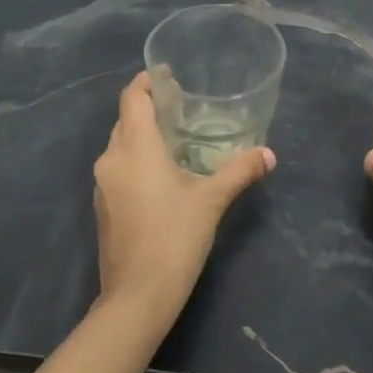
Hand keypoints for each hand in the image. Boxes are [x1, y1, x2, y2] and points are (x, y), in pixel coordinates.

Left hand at [93, 71, 274, 330]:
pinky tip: (163, 174)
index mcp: (134, 148)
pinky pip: (119, 169)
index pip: (131, 98)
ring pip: (121, 146)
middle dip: (150, 108)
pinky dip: (137, 160)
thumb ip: (240, 171)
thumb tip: (269, 154)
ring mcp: (103, 185)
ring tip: (178, 138)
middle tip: (184, 106)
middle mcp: (111, 159)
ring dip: (143, 136)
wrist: (137, 297)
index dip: (147, 81)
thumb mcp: (212, 200)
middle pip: (125, 119)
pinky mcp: (104, 207)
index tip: (169, 75)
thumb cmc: (174, 237)